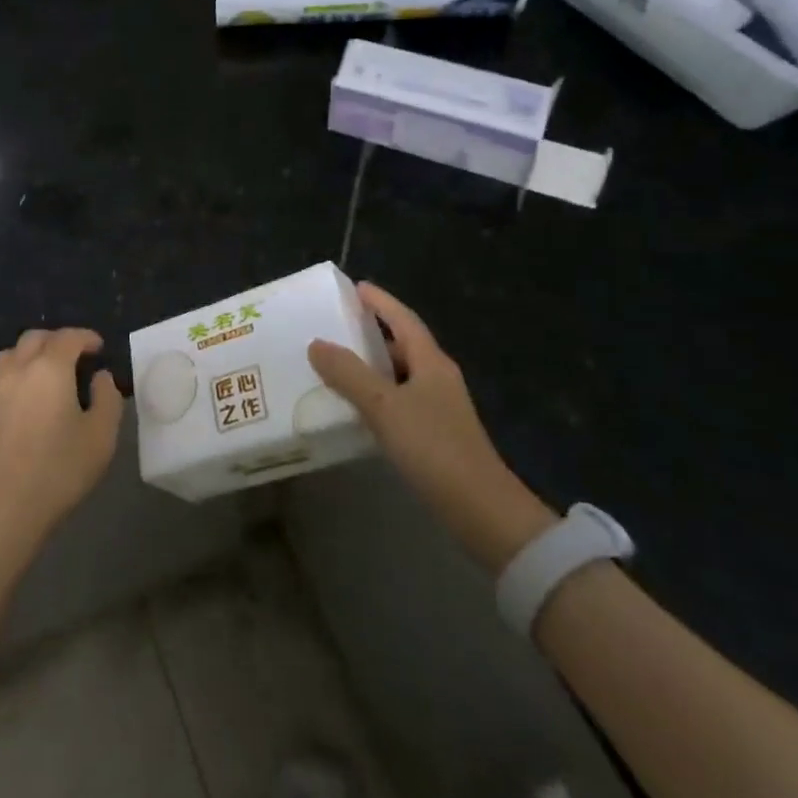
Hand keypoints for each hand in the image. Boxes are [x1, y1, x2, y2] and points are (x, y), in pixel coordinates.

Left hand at [0, 327, 122, 577]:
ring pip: (8, 355)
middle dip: (56, 341)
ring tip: (41, 374)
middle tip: (72, 357)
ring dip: (28, 356)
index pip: (69, 337)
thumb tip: (100, 376)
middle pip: (35, 338)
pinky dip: (4, 381)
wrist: (1, 508)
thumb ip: (107, 399)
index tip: (98, 347)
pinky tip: (10, 399)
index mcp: (50, 368)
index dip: (86, 337)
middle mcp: (16, 368)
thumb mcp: (101, 437)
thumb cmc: (58, 471)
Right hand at [309, 283, 554, 571]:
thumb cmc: (434, 447)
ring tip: (333, 364)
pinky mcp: (433, 435)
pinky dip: (374, 396)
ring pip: (398, 376)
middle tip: (334, 326)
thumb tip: (316, 343)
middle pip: (402, 345)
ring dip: (370, 367)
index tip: (355, 286)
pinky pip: (397, 402)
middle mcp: (437, 379)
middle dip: (370, 333)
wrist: (481, 511)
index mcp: (431, 362)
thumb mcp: (384, 406)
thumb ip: (349, 373)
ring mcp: (438, 408)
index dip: (381, 302)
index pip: (404, 319)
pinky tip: (353, 406)